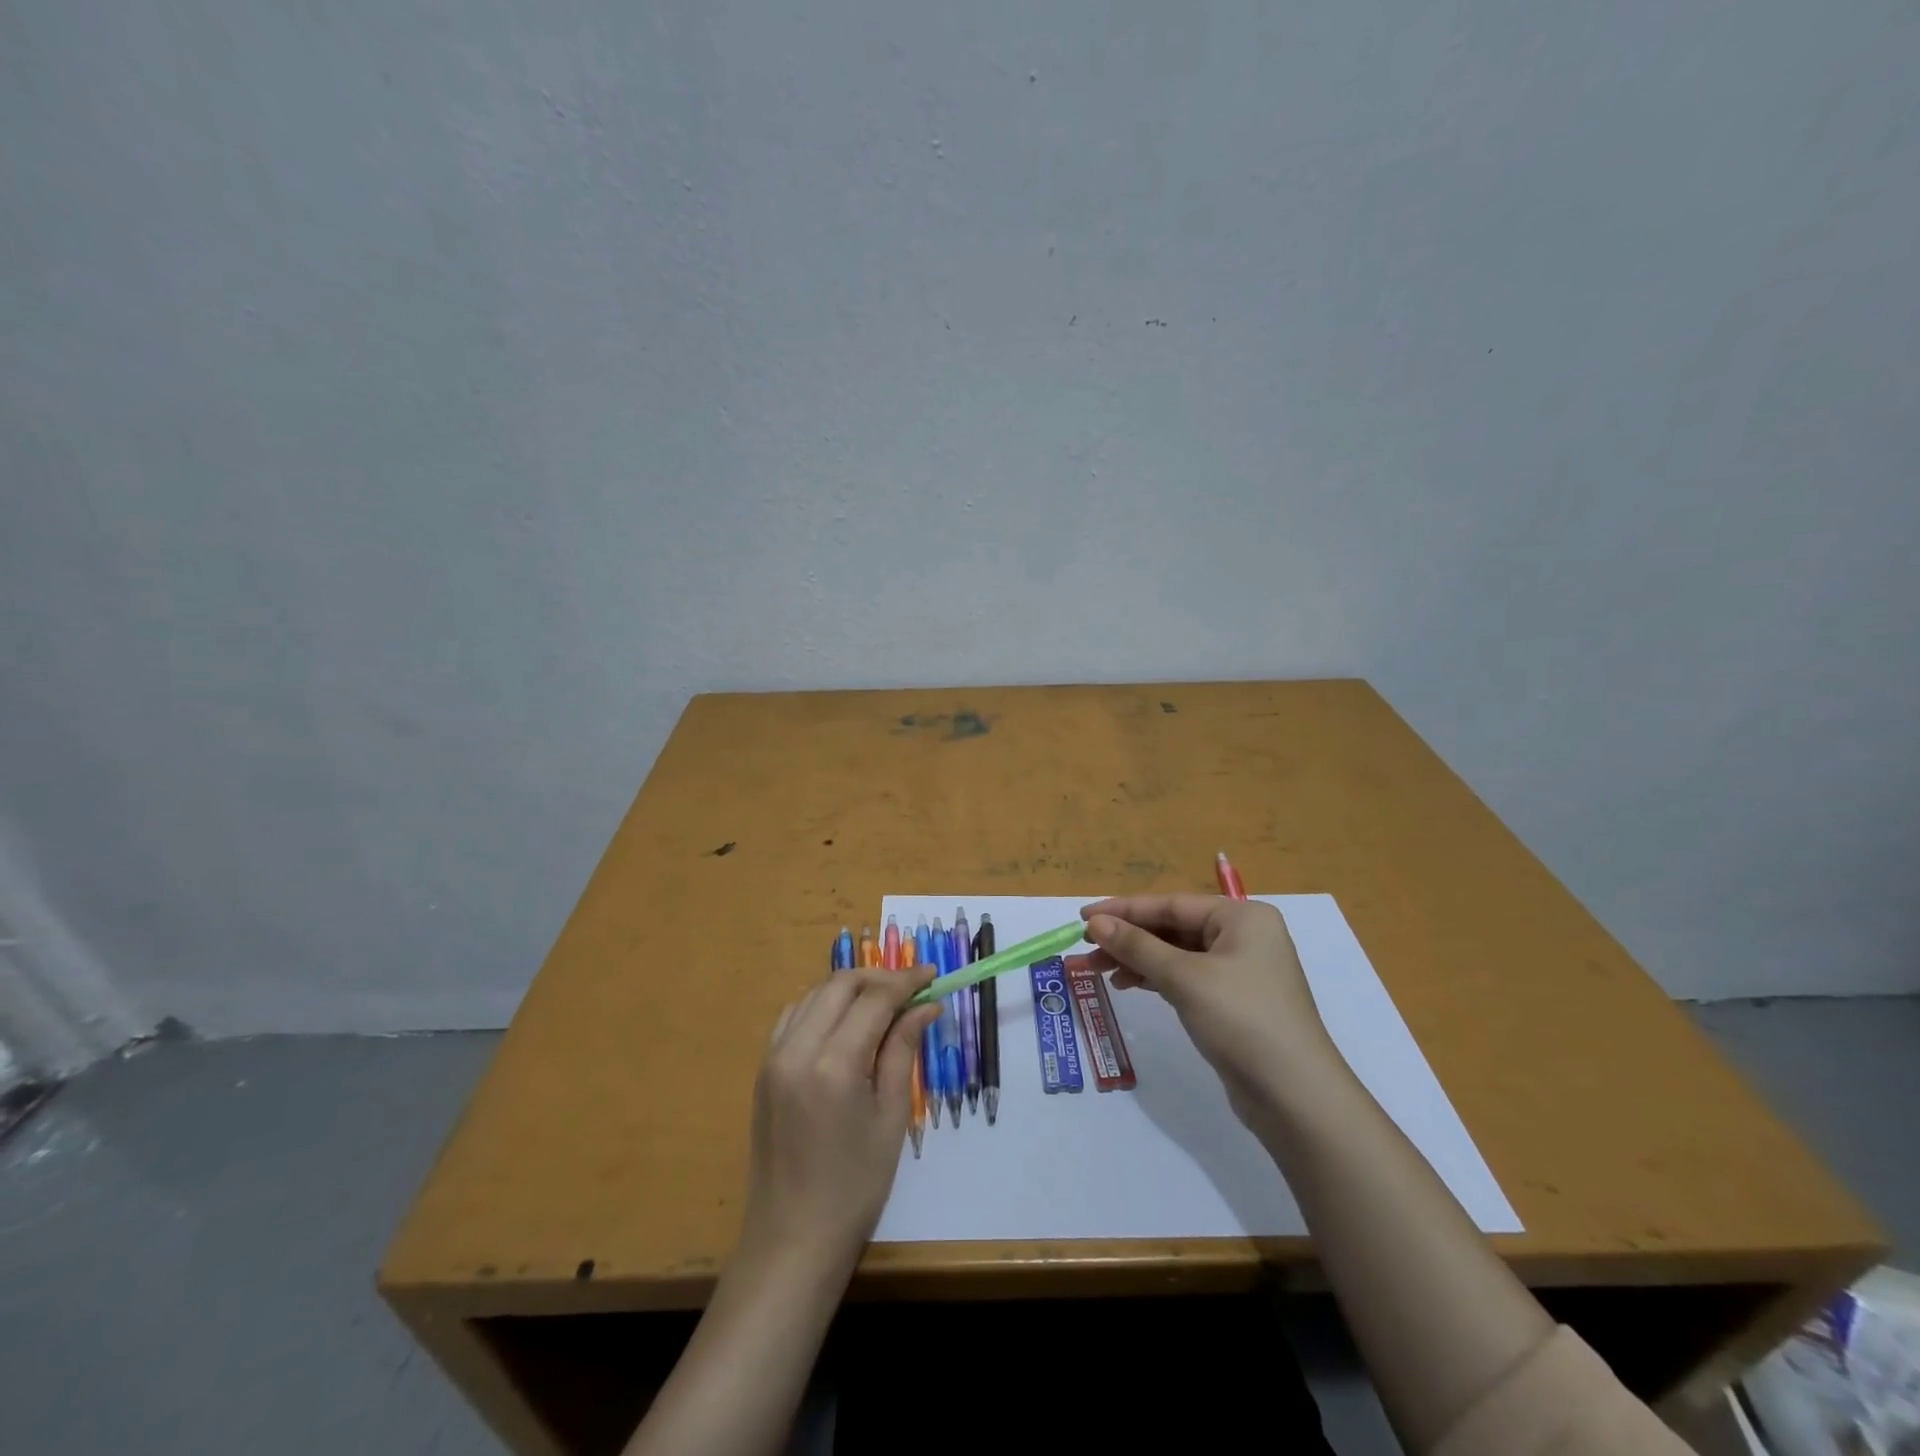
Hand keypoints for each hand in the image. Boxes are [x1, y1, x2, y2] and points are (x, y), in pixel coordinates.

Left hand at [738, 966, 940, 1272]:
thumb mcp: (891, 1117)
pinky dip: (822, 1006)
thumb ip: (903, 1051)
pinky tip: (844, 1022)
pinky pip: (793, 1016)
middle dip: (878, 977)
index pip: (874, 999)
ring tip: (883, 1001)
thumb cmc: (855, 1187)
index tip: (932, 975)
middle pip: (840, 985)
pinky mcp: (764, 1070)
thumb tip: (926, 1006)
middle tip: (911, 988)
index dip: (906, 980)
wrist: (792, 1239)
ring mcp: (773, 1058)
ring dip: (849, 988)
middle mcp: (797, 1049)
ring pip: (814, 994)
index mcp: (833, 1065)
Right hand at [1074, 895, 1350, 1132]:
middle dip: (1128, 938)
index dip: (1124, 909)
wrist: (1295, 1098)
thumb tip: (1096, 922)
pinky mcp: (1234, 1001)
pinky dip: (1156, 978)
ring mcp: (1240, 970)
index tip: (1083, 917)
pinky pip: (1186, 977)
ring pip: (1176, 954)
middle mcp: (1244, 936)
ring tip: (1098, 971)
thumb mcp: (1185, 978)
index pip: (1171, 904)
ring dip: (1137, 959)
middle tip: (1086, 948)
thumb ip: (1137, 947)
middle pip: (1172, 927)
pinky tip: (1128, 985)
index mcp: (1241, 916)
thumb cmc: (1242, 1020)